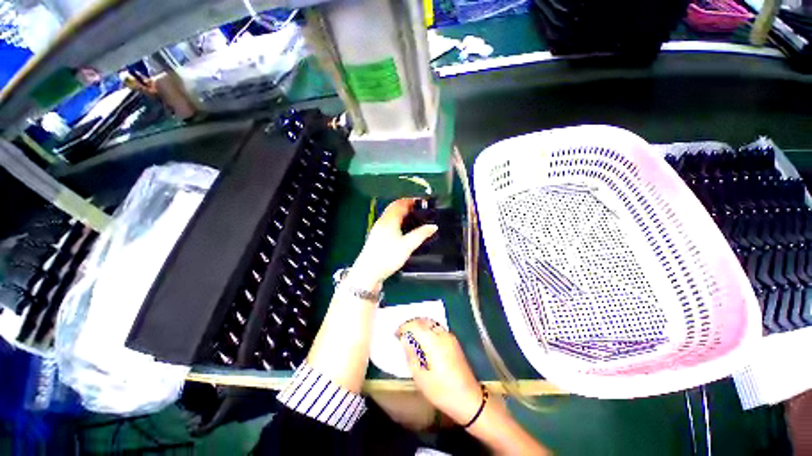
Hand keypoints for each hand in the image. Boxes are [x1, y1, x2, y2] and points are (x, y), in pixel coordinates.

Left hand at [351, 198, 437, 285]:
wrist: (369, 272)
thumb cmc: (388, 257)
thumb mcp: (407, 246)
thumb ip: (421, 235)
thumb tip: (433, 226)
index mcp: (389, 220)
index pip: (400, 203)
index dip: (410, 200)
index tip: (420, 201)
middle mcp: (382, 221)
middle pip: (394, 207)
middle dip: (406, 205)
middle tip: (417, 208)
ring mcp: (377, 229)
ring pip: (390, 215)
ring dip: (400, 212)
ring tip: (412, 217)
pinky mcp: (376, 236)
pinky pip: (387, 222)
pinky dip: (396, 220)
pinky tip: (401, 229)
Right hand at [397, 318, 483, 425]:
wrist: (469, 399)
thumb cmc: (442, 391)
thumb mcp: (420, 377)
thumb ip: (411, 355)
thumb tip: (405, 339)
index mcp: (433, 341)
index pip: (415, 325)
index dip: (404, 327)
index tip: (395, 334)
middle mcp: (442, 334)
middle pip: (424, 320)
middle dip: (411, 324)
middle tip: (402, 334)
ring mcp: (450, 336)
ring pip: (431, 323)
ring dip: (420, 325)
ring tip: (411, 336)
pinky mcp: (454, 341)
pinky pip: (437, 328)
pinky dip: (428, 329)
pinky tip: (423, 340)